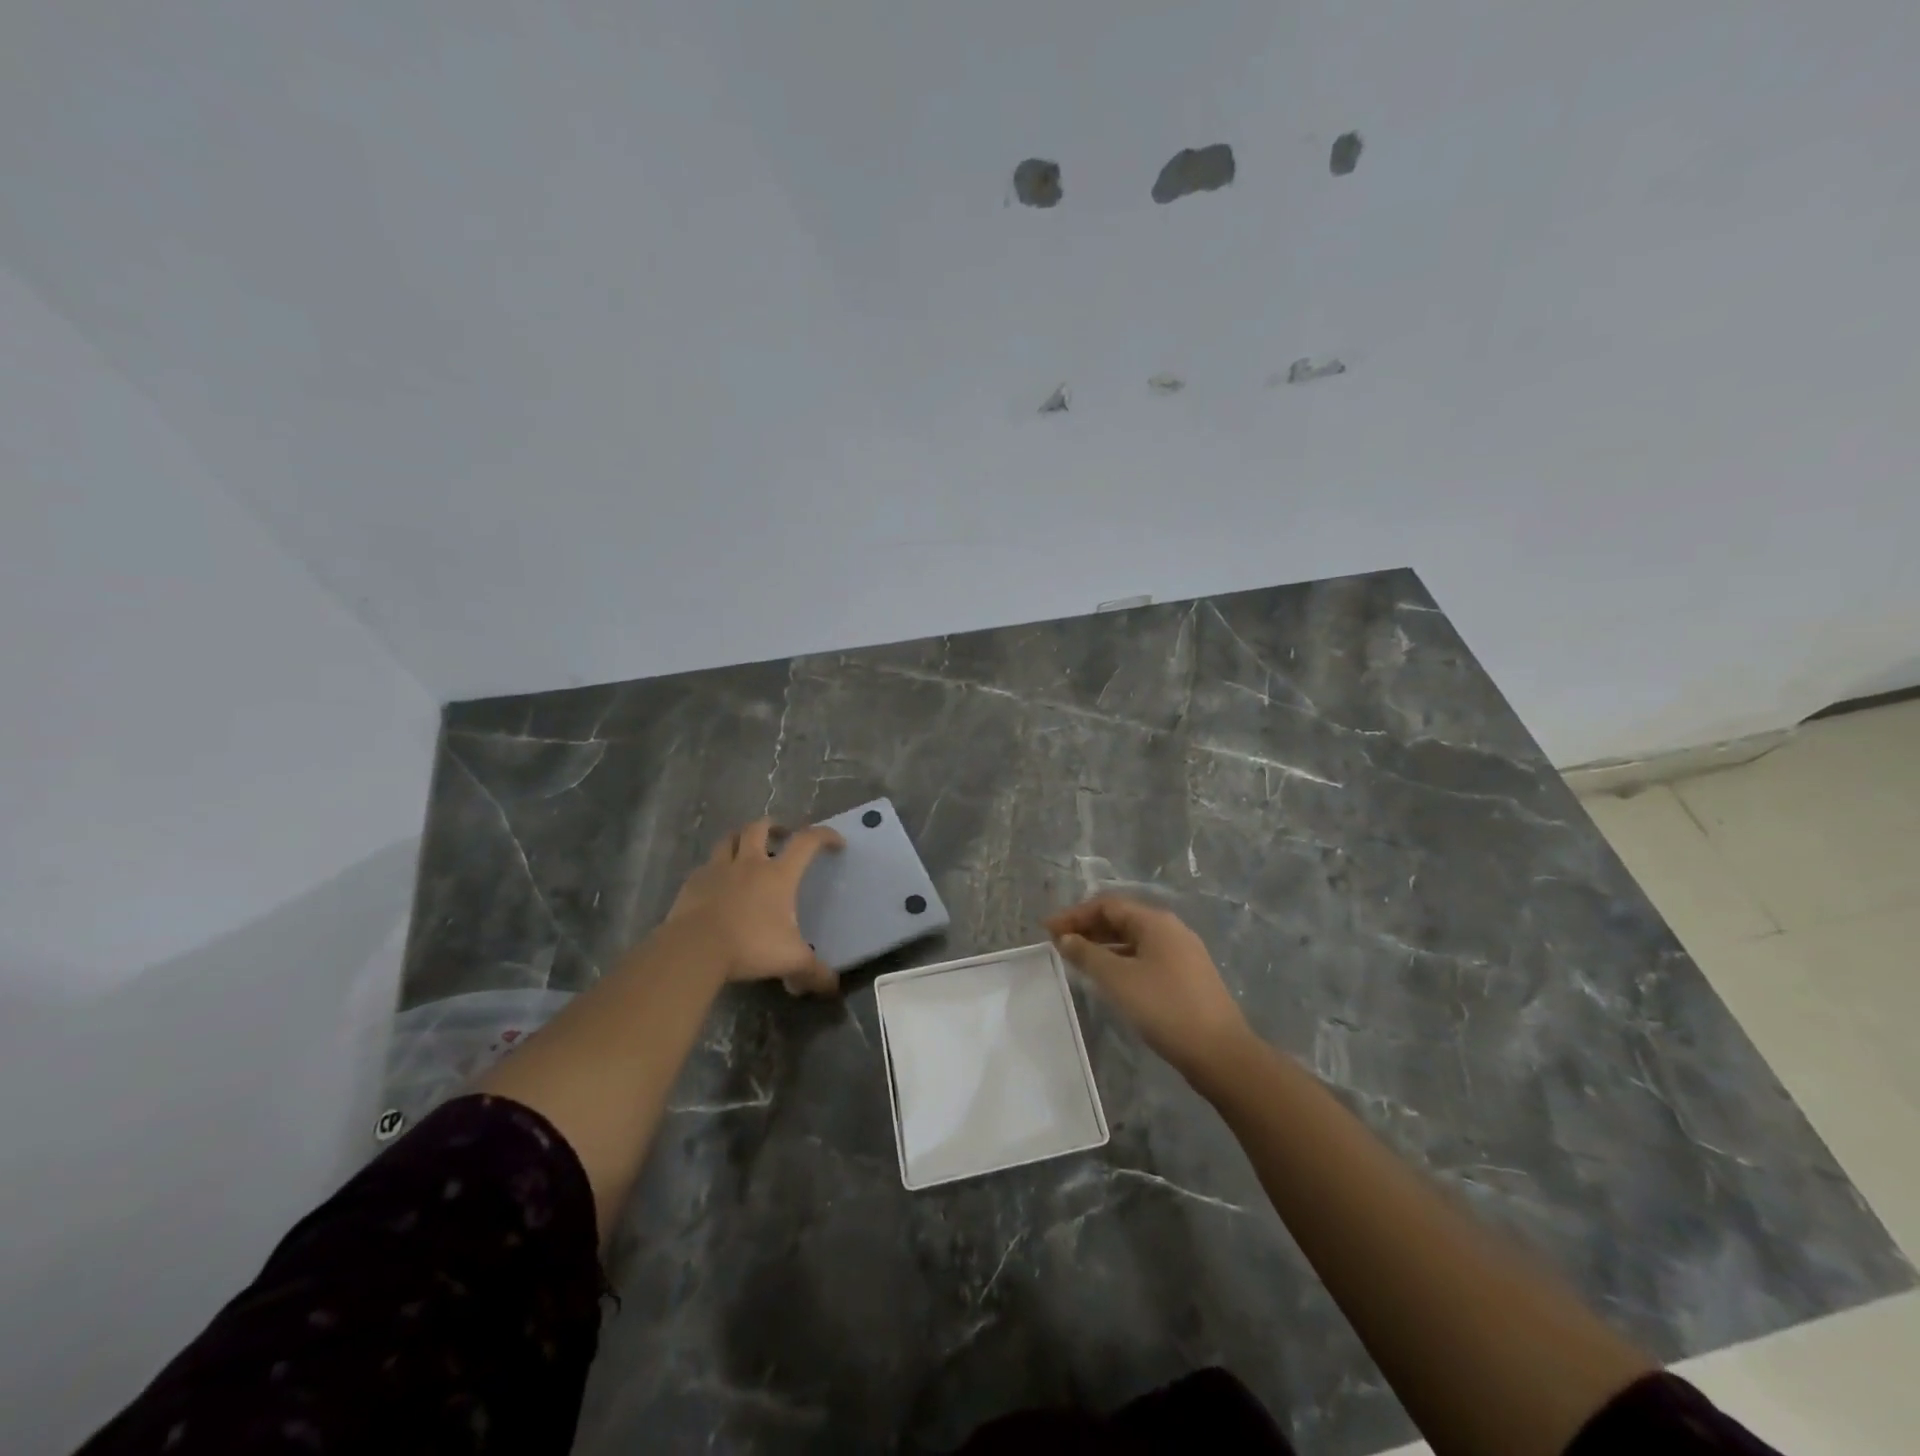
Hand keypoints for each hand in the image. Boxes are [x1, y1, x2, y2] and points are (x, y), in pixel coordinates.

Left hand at [664, 818, 843, 993]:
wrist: (694, 949)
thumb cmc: (749, 945)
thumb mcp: (790, 961)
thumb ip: (814, 972)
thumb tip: (832, 986)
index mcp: (778, 874)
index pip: (807, 842)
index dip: (824, 836)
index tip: (835, 842)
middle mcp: (749, 863)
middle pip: (760, 828)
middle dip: (773, 826)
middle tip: (781, 835)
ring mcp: (717, 870)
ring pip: (729, 839)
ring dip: (740, 839)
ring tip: (746, 849)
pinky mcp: (692, 883)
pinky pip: (706, 866)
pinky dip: (715, 868)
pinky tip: (717, 882)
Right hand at [1045, 895, 1252, 1077]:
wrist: (1220, 1052)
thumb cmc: (1164, 1007)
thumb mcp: (1117, 979)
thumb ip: (1087, 954)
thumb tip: (1065, 938)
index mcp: (1155, 921)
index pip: (1107, 905)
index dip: (1074, 915)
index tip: (1047, 930)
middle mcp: (1171, 929)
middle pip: (1121, 919)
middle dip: (1088, 928)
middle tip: (1059, 943)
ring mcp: (1182, 953)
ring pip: (1134, 939)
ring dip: (1104, 945)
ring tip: (1078, 960)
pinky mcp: (1187, 976)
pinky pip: (1146, 956)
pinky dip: (1121, 960)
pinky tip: (1109, 978)